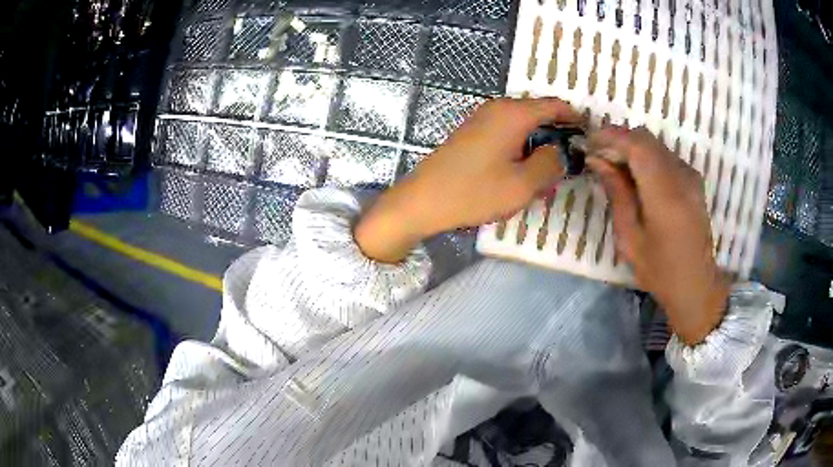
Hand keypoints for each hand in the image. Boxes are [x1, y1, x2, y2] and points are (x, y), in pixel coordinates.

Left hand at [355, 97, 580, 262]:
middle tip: (569, 165)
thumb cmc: (474, 192)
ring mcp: (482, 119)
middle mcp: (498, 108)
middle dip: (557, 137)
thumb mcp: (523, 184)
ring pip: (524, 128)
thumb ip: (550, 164)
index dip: (575, 119)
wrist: (422, 201)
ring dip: (539, 148)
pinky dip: (521, 151)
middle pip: (539, 115)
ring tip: (546, 178)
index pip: (555, 105)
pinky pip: (507, 135)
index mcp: (513, 113)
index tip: (589, 137)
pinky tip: (522, 176)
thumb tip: (560, 152)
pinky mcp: (473, 134)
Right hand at [586, 127, 730, 344]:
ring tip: (613, 166)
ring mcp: (690, 176)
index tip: (588, 141)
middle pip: (646, 139)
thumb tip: (597, 160)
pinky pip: (665, 156)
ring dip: (632, 148)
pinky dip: (646, 158)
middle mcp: (681, 176)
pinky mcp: (694, 180)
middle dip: (618, 140)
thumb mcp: (630, 237)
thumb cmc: (660, 269)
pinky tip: (636, 176)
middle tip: (597, 155)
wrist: (696, 284)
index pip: (637, 145)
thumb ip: (616, 193)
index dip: (610, 136)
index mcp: (665, 194)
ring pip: (655, 145)